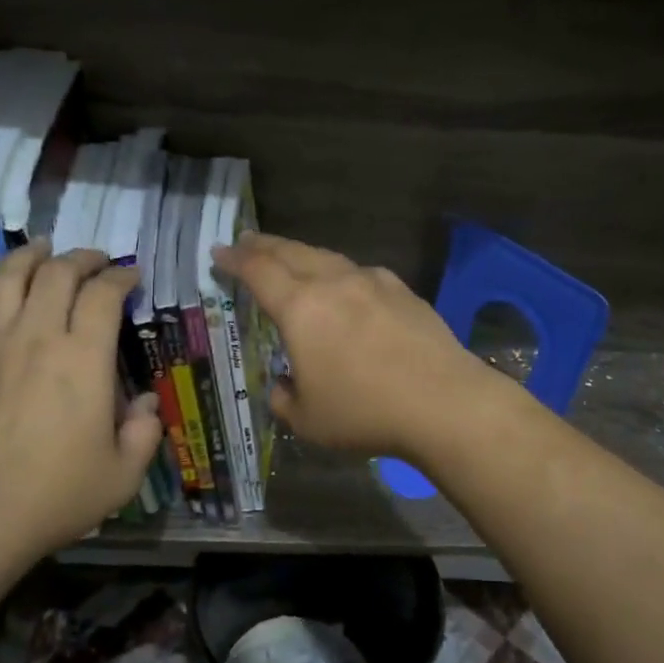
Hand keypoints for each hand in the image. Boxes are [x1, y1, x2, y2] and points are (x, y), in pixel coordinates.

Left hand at [0, 241, 163, 563]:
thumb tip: (145, 403)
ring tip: (43, 249)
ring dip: (30, 256)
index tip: (131, 276)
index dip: (120, 277)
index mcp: (84, 359)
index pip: (103, 294)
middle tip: (96, 261)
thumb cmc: (57, 495)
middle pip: (56, 273)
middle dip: (82, 258)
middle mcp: (37, 338)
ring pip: (7, 278)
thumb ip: (144, 433)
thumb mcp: (124, 475)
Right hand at [212, 233, 505, 460]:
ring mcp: (373, 282)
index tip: (220, 253)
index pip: (258, 272)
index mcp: (301, 308)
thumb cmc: (365, 412)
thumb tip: (282, 385)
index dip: (235, 260)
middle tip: (247, 242)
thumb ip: (283, 398)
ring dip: (302, 255)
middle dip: (264, 246)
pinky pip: (360, 273)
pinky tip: (345, 286)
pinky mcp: (403, 292)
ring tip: (291, 258)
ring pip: (328, 258)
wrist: (443, 403)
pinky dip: (340, 273)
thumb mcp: (307, 420)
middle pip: (292, 253)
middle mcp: (334, 283)